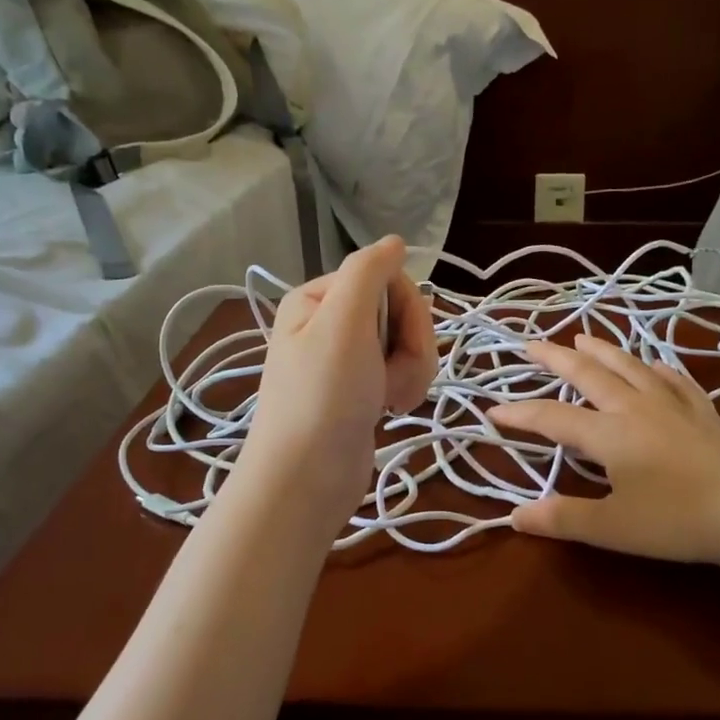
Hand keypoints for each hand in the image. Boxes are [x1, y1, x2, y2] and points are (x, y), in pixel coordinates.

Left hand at [239, 236, 437, 528]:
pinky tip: (392, 409)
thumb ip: (368, 272)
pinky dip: (405, 388)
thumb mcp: (343, 323)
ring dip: (412, 371)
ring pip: (407, 344)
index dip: (407, 309)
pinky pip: (400, 372)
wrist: (307, 479)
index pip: (387, 278)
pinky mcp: (361, 391)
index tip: (403, 343)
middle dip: (411, 345)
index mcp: (320, 299)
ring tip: (393, 399)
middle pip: (400, 311)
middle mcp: (331, 323)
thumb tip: (393, 240)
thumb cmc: (324, 396)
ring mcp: (347, 360)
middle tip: (393, 378)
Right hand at [489, 333, 719, 574]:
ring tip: (583, 337)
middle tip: (531, 344)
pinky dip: (655, 367)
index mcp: (609, 433)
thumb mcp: (613, 528)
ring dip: (602, 350)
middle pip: (589, 374)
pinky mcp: (703, 412)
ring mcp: (673, 405)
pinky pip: (673, 378)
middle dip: (556, 358)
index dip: (519, 413)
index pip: (552, 417)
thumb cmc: (679, 521)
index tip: (492, 410)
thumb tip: (514, 516)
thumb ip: (563, 518)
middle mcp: (636, 407)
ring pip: (630, 366)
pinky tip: (653, 365)